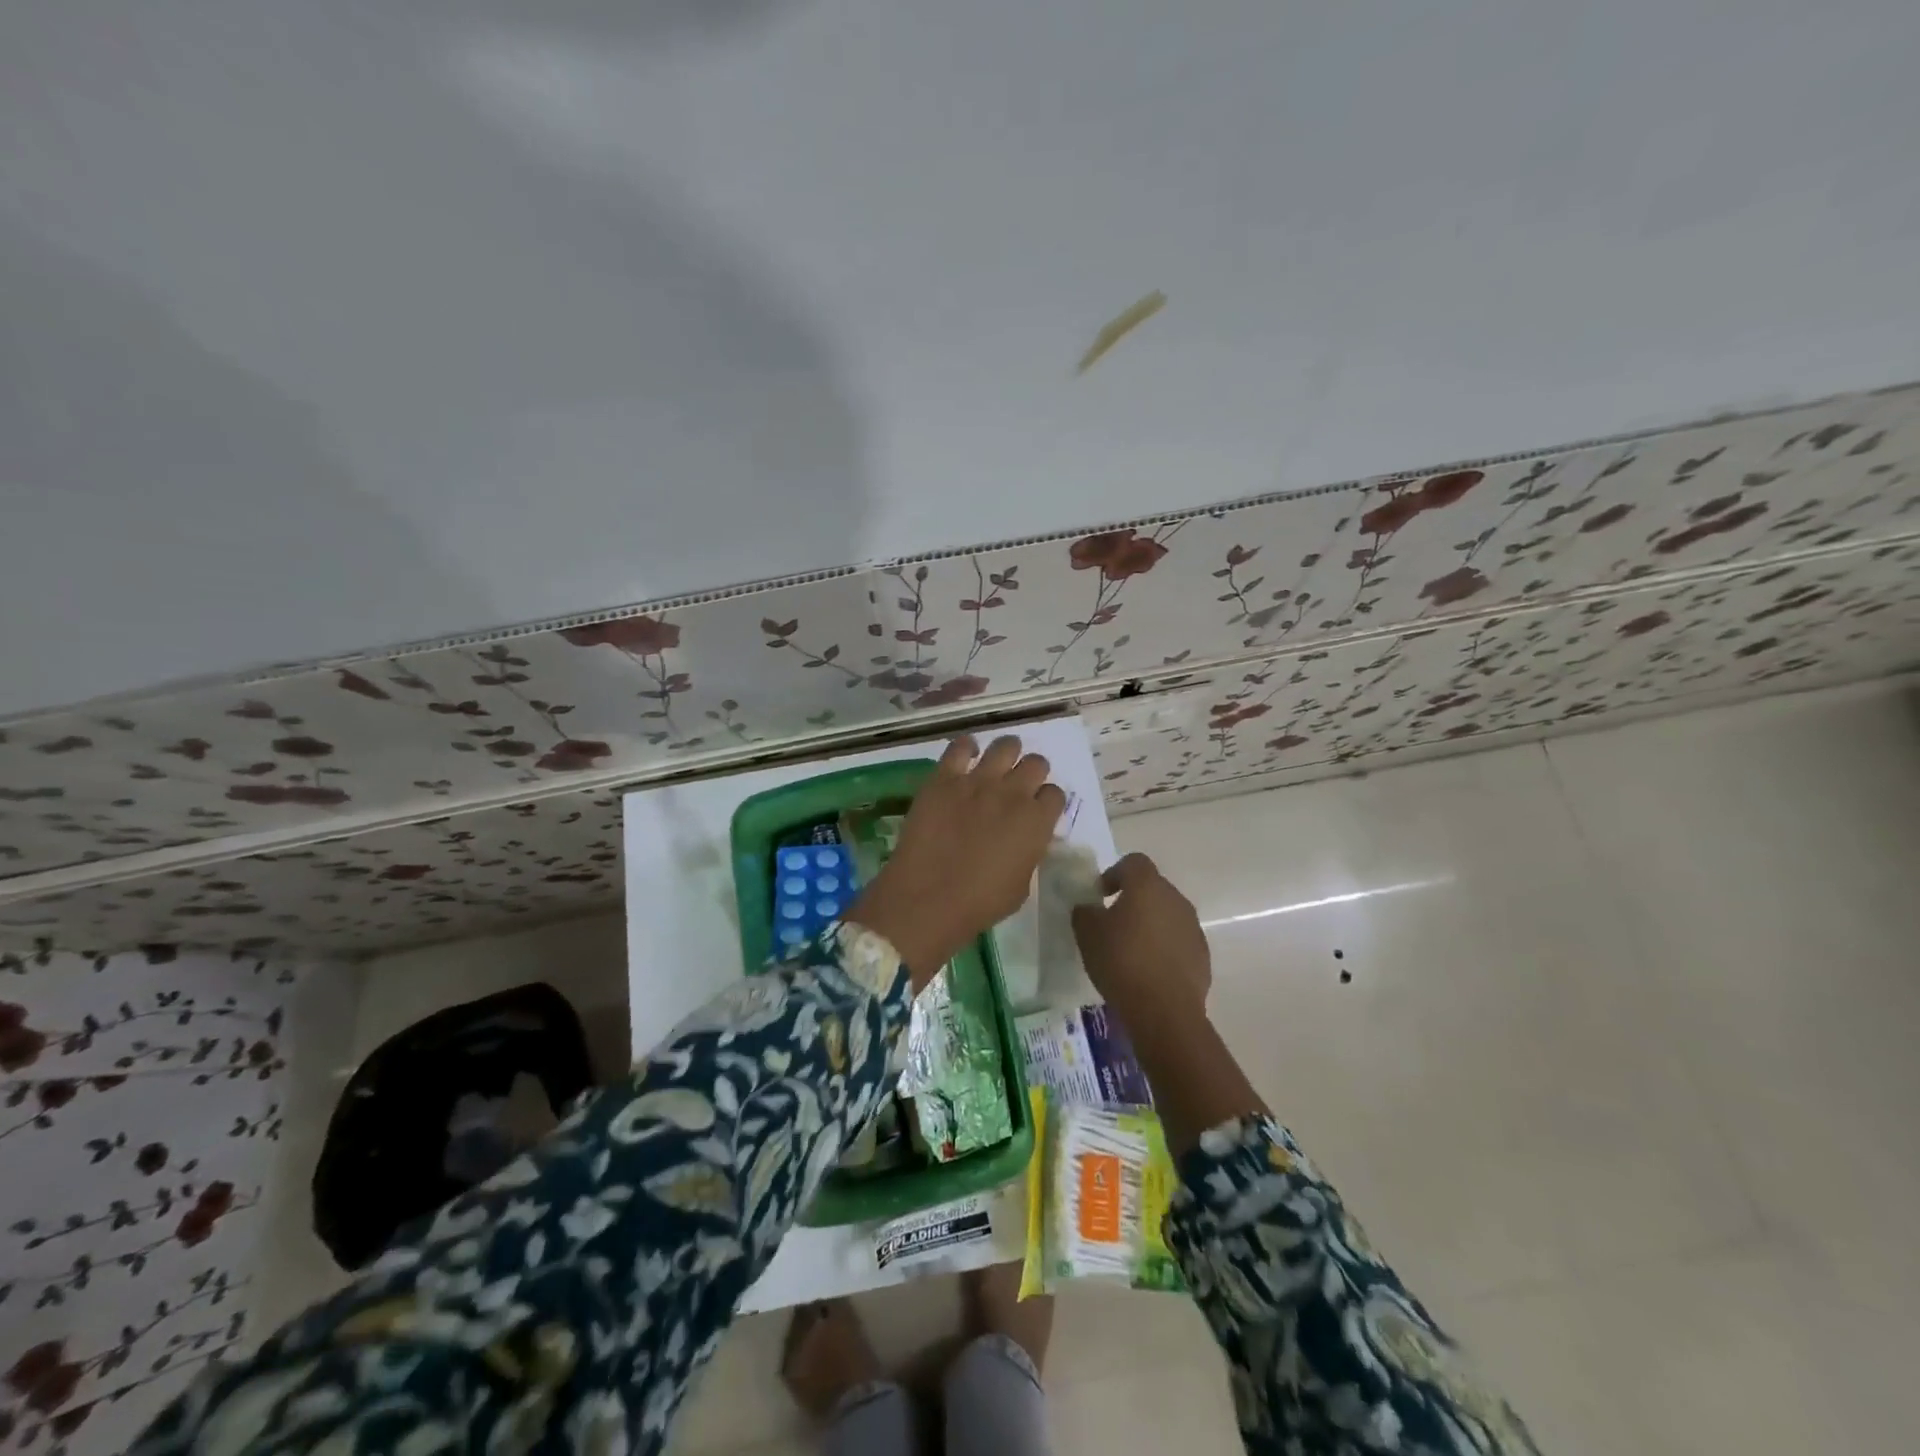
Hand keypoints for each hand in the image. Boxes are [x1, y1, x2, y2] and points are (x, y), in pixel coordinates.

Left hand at [847, 736, 1065, 985]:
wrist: (927, 899)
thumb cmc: (979, 904)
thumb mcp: (1021, 886)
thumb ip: (1029, 854)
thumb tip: (1026, 840)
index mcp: (1037, 822)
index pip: (1055, 795)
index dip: (1047, 801)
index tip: (1037, 809)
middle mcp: (1013, 793)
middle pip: (1036, 764)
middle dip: (1032, 772)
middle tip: (1019, 785)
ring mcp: (977, 781)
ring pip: (1005, 746)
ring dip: (1007, 752)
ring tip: (999, 762)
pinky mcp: (944, 778)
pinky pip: (960, 747)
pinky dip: (967, 747)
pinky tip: (966, 754)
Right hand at [1071, 853, 1210, 1022]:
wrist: (1164, 1011)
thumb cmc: (1121, 962)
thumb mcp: (1087, 933)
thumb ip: (1084, 912)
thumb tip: (1089, 907)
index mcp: (1147, 886)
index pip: (1134, 862)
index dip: (1114, 873)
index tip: (1100, 895)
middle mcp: (1175, 899)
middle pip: (1152, 888)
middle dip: (1132, 900)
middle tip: (1111, 923)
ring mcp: (1193, 927)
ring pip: (1167, 915)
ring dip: (1149, 924)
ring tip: (1130, 950)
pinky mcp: (1202, 955)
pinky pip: (1178, 941)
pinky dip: (1164, 948)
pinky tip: (1148, 971)